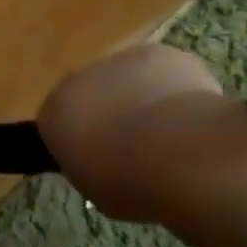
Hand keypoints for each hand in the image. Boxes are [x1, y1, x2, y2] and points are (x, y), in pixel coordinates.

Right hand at [38, 44, 223, 221]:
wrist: (180, 153)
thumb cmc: (130, 183)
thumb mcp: (97, 192)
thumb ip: (91, 169)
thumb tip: (104, 162)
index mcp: (54, 115)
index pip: (59, 124)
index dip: (82, 142)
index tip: (103, 162)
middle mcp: (77, 80)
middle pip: (90, 96)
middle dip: (109, 115)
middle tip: (137, 149)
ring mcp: (117, 61)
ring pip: (125, 80)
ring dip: (139, 99)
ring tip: (170, 133)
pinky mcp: (157, 54)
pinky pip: (161, 72)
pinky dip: (173, 89)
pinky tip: (192, 115)